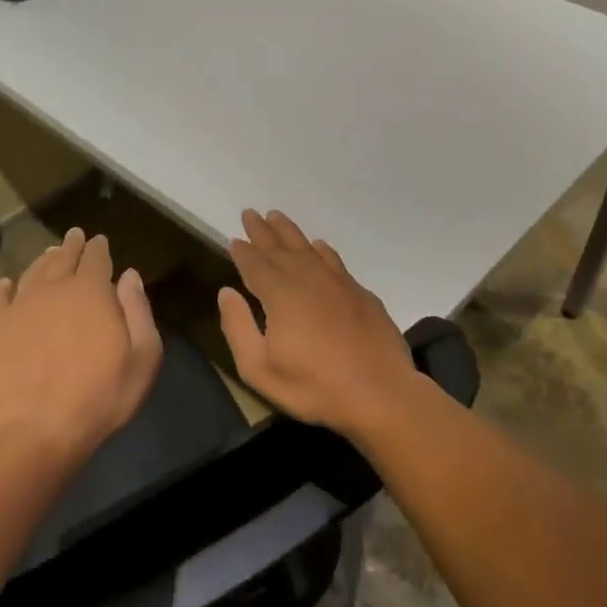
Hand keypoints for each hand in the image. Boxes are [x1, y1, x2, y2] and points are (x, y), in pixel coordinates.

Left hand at [0, 228, 161, 462]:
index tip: (100, 241)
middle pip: (63, 259)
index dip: (99, 248)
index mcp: (91, 292)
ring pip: (32, 272)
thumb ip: (138, 310)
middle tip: (75, 236)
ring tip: (49, 254)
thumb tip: (129, 275)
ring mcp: (20, 308)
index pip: (96, 259)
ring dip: (43, 260)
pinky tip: (6, 285)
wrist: (36, 430)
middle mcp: (54, 289)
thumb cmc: (100, 396)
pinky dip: (2, 288)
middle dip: (72, 246)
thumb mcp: (143, 357)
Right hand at [217, 209, 419, 435]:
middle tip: (250, 213)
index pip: (256, 265)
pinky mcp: (360, 293)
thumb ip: (238, 328)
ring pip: (308, 248)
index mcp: (281, 296)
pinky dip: (322, 250)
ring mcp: (338, 284)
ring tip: (277, 217)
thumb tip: (226, 293)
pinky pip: (334, 260)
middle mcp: (308, 280)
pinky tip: (318, 245)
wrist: (380, 393)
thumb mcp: (260, 369)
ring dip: (290, 232)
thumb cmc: (314, 387)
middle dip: (263, 232)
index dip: (243, 252)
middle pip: (280, 249)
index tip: (234, 238)